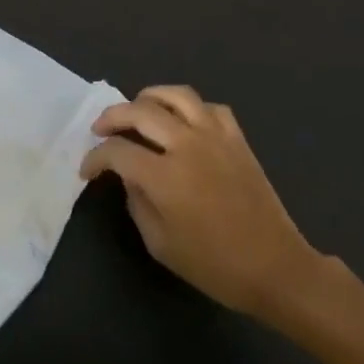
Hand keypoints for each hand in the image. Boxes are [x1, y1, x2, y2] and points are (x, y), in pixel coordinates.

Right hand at [82, 85, 336, 319]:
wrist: (275, 268)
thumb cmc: (213, 265)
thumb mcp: (159, 243)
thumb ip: (137, 202)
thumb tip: (129, 177)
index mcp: (164, 176)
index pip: (117, 151)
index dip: (95, 158)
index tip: (87, 171)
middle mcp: (187, 145)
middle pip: (140, 111)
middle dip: (111, 117)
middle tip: (100, 130)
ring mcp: (216, 138)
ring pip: (177, 96)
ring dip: (149, 97)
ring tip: (137, 110)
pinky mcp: (238, 140)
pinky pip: (210, 108)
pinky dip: (189, 108)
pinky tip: (182, 122)